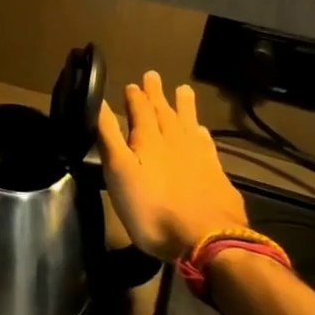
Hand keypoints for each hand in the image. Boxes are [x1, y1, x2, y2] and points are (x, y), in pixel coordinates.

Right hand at [96, 72, 246, 263]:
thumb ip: (109, 137)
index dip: (135, 96)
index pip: (140, 110)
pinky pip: (207, 145)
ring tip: (184, 90)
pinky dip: (202, 134)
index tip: (131, 84)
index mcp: (149, 140)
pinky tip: (202, 132)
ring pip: (189, 123)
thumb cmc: (152, 208)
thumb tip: (98, 102)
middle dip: (157, 94)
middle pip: (165, 112)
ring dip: (184, 107)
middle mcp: (175, 141)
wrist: (206, 239)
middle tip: (153, 75)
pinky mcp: (216, 175)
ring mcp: (199, 157)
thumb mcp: (119, 172)